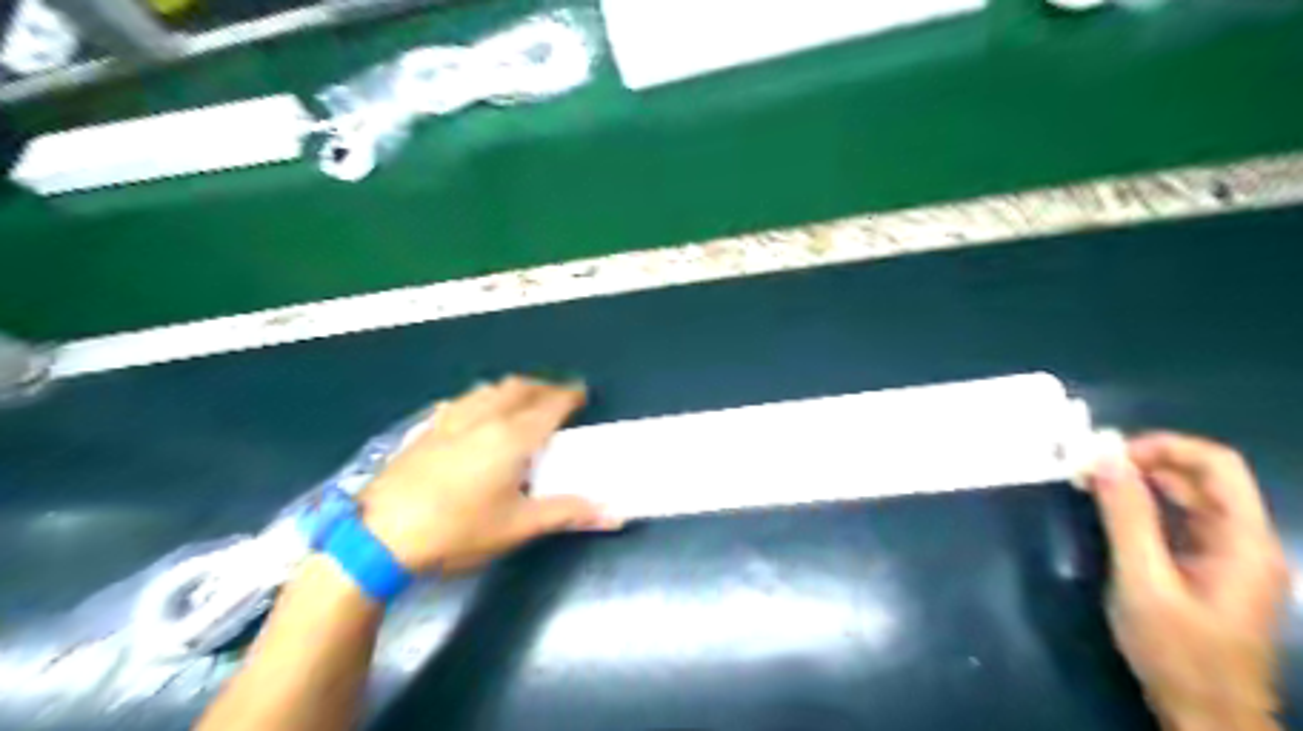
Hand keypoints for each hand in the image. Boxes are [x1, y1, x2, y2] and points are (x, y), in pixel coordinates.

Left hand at [354, 377, 618, 576]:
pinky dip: (481, 398)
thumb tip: (614, 514)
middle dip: (543, 387)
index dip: (569, 396)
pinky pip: (462, 401)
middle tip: (558, 397)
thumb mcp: (518, 526)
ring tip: (522, 401)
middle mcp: (484, 418)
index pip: (549, 405)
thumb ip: (567, 513)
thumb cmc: (458, 530)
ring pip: (489, 390)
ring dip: (512, 389)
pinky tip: (475, 412)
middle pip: (519, 388)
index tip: (583, 393)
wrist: (379, 536)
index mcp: (512, 437)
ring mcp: (451, 420)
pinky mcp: (426, 430)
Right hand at [1092, 433, 1291, 730]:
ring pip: (1191, 497)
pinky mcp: (1211, 569)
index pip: (1217, 464)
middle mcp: (1246, 540)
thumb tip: (1104, 458)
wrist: (1206, 714)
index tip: (1109, 455)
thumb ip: (1127, 517)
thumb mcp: (1143, 581)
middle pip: (1204, 477)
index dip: (1164, 447)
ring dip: (1143, 482)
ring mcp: (1231, 555)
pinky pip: (1182, 520)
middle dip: (1146, 461)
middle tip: (1090, 466)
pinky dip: (1146, 506)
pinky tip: (1112, 510)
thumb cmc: (1177, 650)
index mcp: (1244, 540)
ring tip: (1092, 482)